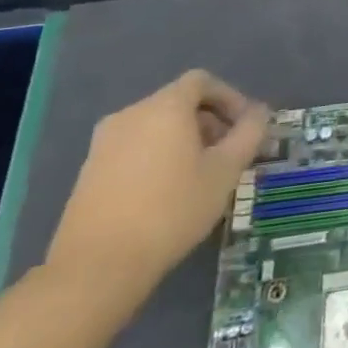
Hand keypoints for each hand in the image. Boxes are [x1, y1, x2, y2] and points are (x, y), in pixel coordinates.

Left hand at [47, 70, 267, 301]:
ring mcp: (103, 143)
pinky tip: (169, 191)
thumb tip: (259, 113)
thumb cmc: (173, 209)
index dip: (230, 97)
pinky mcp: (89, 171)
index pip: (202, 81)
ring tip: (203, 174)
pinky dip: (158, 156)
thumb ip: (249, 134)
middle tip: (230, 153)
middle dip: (210, 121)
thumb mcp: (226, 171)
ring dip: (185, 140)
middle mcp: (130, 115)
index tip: (246, 127)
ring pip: (156, 126)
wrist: (97, 266)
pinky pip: (135, 147)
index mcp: (164, 108)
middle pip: (179, 102)